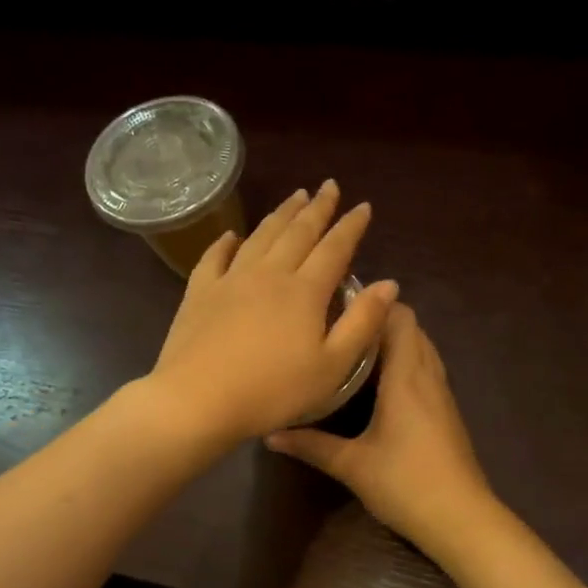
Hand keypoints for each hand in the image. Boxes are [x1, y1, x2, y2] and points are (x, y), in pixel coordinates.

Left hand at [144, 180, 398, 449]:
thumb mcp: (332, 367)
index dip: (351, 226)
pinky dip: (226, 242)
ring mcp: (230, 280)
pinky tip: (232, 236)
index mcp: (305, 291)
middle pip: (297, 233)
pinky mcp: (199, 294)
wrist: (198, 400)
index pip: (334, 249)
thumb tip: (389, 283)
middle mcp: (269, 274)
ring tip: (294, 197)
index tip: (362, 206)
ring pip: (260, 237)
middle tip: (329, 186)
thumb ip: (362, 323)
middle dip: (317, 208)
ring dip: (280, 215)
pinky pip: (214, 257)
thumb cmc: (273, 392)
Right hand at [266, 303, 494, 556]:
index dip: (373, 304)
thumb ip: (310, 445)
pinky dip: (407, 365)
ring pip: (422, 350)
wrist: (460, 518)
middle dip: (380, 321)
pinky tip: (380, 386)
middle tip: (339, 330)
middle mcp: (428, 376)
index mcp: (407, 376)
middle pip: (412, 328)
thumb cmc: (405, 483)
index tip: (338, 307)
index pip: (400, 317)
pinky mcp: (447, 413)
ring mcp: (442, 395)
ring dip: (395, 343)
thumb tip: (270, 434)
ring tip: (354, 352)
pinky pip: (427, 371)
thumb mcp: (351, 465)